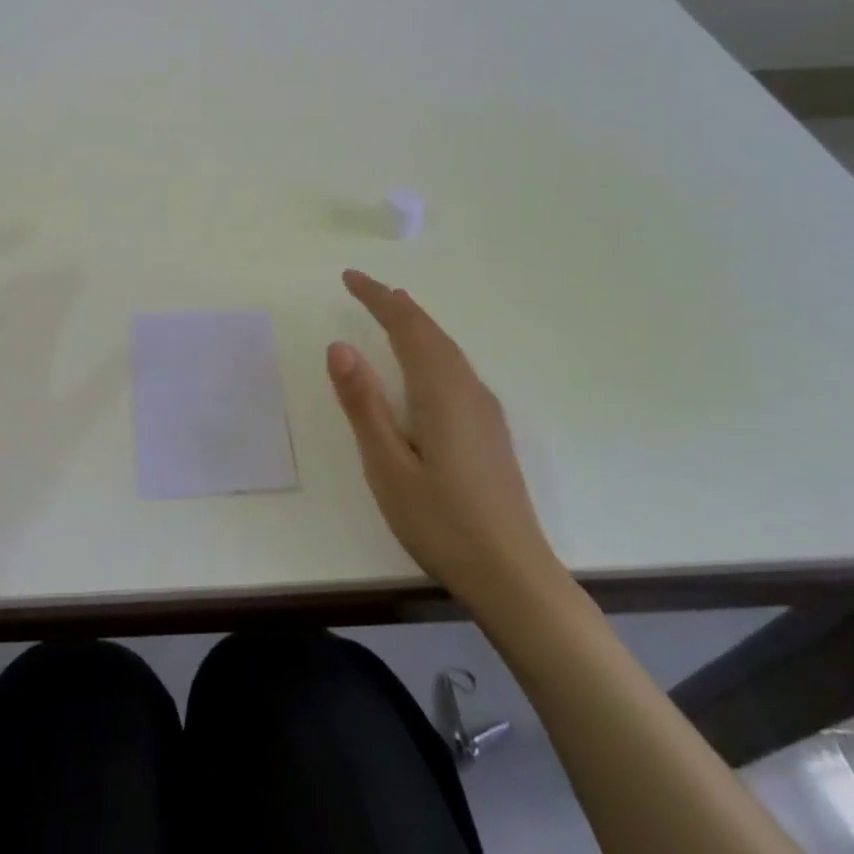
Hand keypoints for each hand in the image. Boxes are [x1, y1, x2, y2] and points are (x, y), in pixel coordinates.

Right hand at [327, 270, 560, 612]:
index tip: (349, 278)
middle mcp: (467, 390)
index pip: (406, 326)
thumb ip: (363, 404)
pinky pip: (455, 367)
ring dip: (416, 324)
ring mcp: (484, 410)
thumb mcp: (386, 465)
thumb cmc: (441, 521)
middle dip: (396, 305)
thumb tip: (339, 346)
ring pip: (447, 349)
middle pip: (430, 332)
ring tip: (392, 311)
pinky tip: (425, 364)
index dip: (377, 298)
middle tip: (364, 288)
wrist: (514, 575)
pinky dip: (431, 347)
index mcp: (440, 391)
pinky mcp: (490, 430)